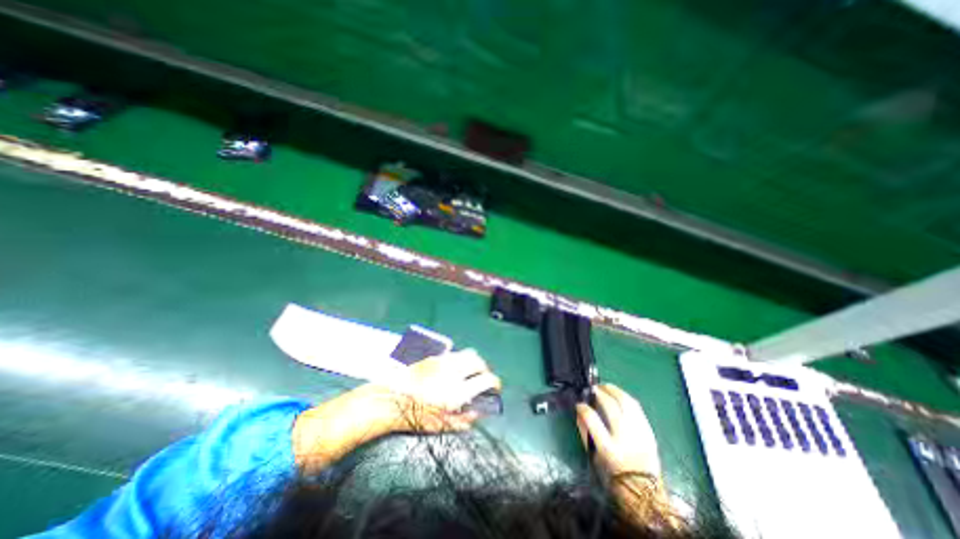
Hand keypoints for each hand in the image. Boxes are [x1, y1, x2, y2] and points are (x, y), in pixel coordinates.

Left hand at [293, 349, 502, 470]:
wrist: (389, 399)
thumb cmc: (414, 417)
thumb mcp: (441, 426)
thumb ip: (464, 420)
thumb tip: (478, 412)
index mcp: (458, 391)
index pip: (487, 380)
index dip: (495, 384)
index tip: (495, 389)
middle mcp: (454, 372)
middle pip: (479, 361)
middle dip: (485, 369)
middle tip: (483, 378)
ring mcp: (444, 361)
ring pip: (468, 353)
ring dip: (474, 362)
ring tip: (469, 372)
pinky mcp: (435, 357)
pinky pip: (454, 354)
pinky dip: (460, 360)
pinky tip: (452, 370)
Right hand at [577, 383, 659, 480]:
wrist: (645, 491)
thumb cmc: (614, 474)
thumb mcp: (595, 456)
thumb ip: (585, 433)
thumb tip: (579, 412)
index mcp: (609, 448)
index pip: (592, 419)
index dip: (583, 407)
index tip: (579, 404)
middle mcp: (625, 438)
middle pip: (611, 406)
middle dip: (599, 393)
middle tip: (593, 389)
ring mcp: (639, 433)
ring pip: (626, 402)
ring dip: (614, 390)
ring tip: (605, 387)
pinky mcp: (648, 431)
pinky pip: (637, 407)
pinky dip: (626, 398)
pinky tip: (618, 395)